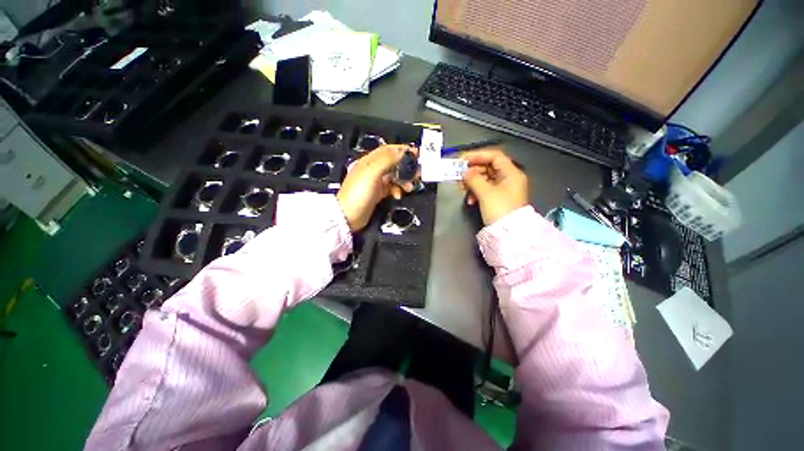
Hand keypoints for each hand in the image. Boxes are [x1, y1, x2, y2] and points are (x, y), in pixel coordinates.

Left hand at [337, 145, 417, 230]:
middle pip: (393, 163)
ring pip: (394, 176)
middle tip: (417, 173)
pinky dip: (397, 190)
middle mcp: (373, 169)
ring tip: (410, 187)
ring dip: (404, 180)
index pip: (388, 150)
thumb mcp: (372, 173)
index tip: (416, 154)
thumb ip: (387, 160)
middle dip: (406, 167)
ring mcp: (376, 182)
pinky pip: (392, 188)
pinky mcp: (378, 193)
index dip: (402, 150)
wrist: (348, 216)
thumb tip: (402, 152)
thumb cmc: (358, 193)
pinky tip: (398, 195)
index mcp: (369, 161)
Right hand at [460, 148, 528, 225]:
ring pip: (485, 179)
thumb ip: (473, 179)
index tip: (463, 160)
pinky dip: (476, 192)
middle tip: (458, 175)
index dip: (478, 155)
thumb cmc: (500, 210)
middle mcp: (509, 179)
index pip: (494, 156)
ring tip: (461, 187)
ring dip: (472, 182)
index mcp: (511, 173)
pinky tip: (469, 200)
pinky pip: (485, 190)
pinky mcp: (498, 199)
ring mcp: (503, 190)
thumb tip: (464, 173)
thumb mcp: (486, 193)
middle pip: (488, 167)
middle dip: (472, 171)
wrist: (509, 234)